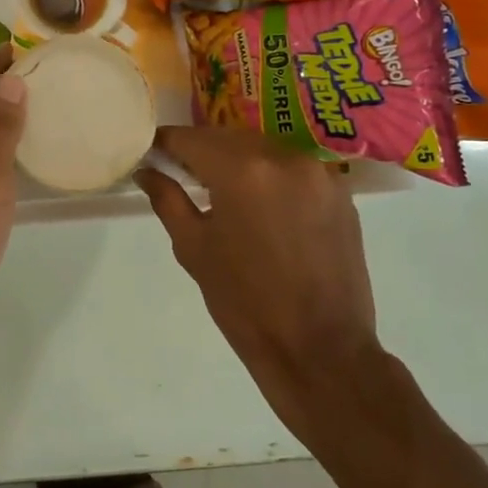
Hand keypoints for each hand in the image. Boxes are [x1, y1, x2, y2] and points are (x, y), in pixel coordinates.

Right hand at [136, 127, 382, 430]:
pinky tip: (259, 205)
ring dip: (236, 160)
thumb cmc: (245, 302)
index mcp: (242, 170)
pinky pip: (292, 168)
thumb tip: (146, 171)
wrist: (321, 348)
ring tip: (219, 190)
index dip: (165, 144)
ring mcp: (318, 173)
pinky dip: (268, 175)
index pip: (191, 139)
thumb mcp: (193, 248)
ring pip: (262, 148)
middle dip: (200, 150)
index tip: (150, 154)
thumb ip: (167, 199)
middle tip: (178, 173)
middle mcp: (283, 158)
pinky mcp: (340, 193)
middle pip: (228, 138)